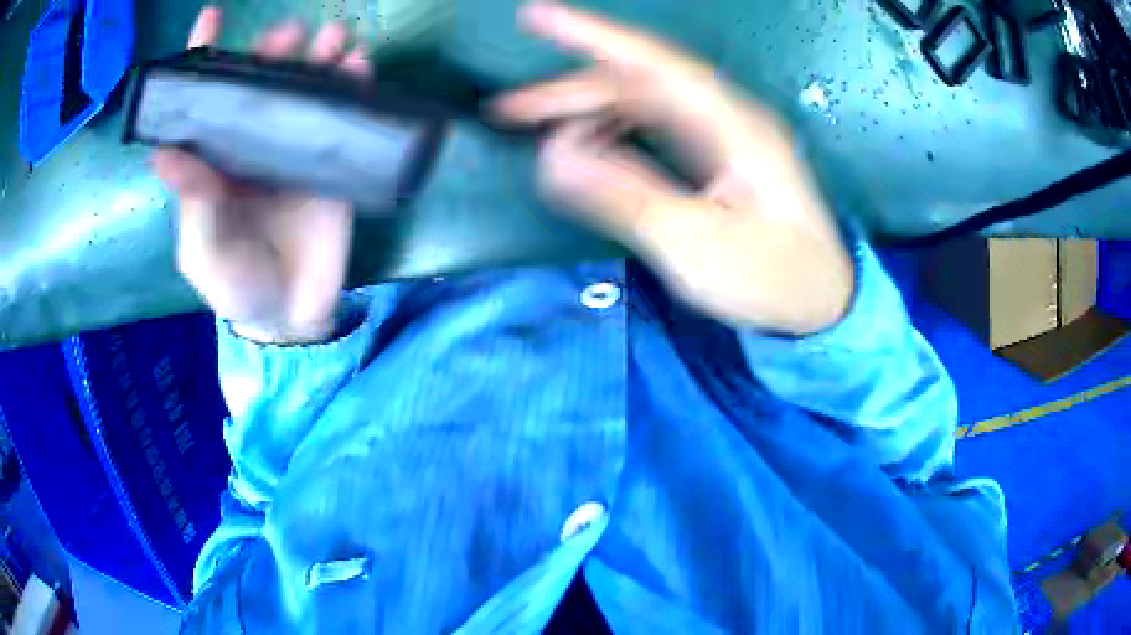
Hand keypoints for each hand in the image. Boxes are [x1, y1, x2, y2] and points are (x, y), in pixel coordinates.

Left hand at [153, 8, 372, 344]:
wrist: (291, 313)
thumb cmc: (235, 284)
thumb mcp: (204, 250)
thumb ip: (193, 203)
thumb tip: (163, 153)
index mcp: (212, 160)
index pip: (204, 101)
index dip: (203, 58)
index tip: (212, 16)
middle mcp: (250, 142)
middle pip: (261, 82)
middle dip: (274, 50)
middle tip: (291, 35)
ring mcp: (293, 148)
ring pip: (305, 89)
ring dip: (321, 58)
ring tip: (337, 39)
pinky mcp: (332, 161)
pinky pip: (343, 115)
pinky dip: (353, 87)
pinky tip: (360, 67)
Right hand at [494, 3, 853, 334]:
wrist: (819, 304)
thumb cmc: (773, 279)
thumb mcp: (698, 244)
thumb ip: (625, 196)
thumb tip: (552, 157)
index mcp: (733, 125)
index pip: (654, 63)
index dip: (594, 35)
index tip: (537, 17)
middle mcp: (724, 118)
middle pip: (637, 85)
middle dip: (570, 91)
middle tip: (507, 110)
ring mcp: (718, 138)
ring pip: (640, 106)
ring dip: (586, 113)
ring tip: (535, 131)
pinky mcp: (711, 161)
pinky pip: (650, 132)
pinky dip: (611, 136)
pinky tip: (585, 148)